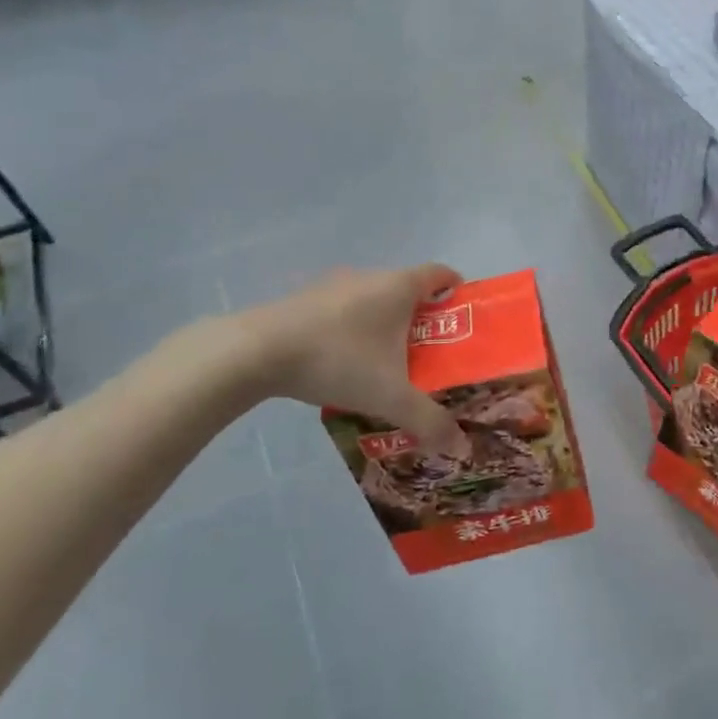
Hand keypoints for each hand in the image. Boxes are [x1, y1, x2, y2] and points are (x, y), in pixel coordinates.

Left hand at [232, 263, 469, 455]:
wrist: (255, 352)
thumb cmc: (338, 360)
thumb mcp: (390, 396)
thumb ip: (428, 420)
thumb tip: (460, 445)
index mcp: (398, 287)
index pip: (440, 273)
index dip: (455, 289)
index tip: (461, 314)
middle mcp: (369, 276)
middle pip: (407, 288)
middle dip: (422, 316)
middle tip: (430, 351)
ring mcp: (332, 286)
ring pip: (372, 299)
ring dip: (384, 323)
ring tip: (387, 361)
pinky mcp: (303, 300)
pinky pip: (342, 310)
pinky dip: (352, 329)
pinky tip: (344, 362)